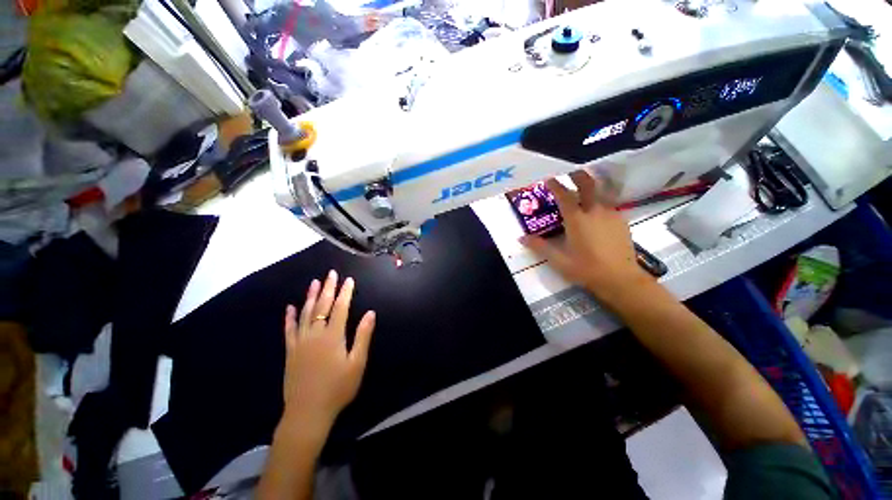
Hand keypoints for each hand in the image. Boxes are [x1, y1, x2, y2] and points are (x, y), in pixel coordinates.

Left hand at [281, 270, 375, 430]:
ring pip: (305, 313)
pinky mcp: (290, 351)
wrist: (307, 412)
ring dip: (310, 296)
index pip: (340, 308)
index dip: (345, 293)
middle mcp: (315, 334)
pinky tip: (290, 307)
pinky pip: (289, 330)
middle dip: (328, 288)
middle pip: (322, 306)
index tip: (349, 280)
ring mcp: (300, 342)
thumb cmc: (338, 388)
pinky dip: (290, 317)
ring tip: (314, 282)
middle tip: (331, 273)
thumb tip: (370, 313)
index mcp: (333, 336)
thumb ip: (363, 336)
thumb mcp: (357, 363)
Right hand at [521, 171, 651, 300]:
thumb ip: (540, 247)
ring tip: (584, 188)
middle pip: (588, 185)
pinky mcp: (621, 221)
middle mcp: (594, 212)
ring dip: (591, 188)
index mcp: (577, 219)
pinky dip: (600, 202)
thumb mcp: (558, 260)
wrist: (620, 279)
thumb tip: (521, 238)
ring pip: (600, 194)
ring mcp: (611, 215)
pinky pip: (608, 206)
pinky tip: (597, 211)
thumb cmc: (586, 269)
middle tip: (571, 171)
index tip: (549, 179)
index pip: (564, 196)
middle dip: (578, 176)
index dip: (556, 185)